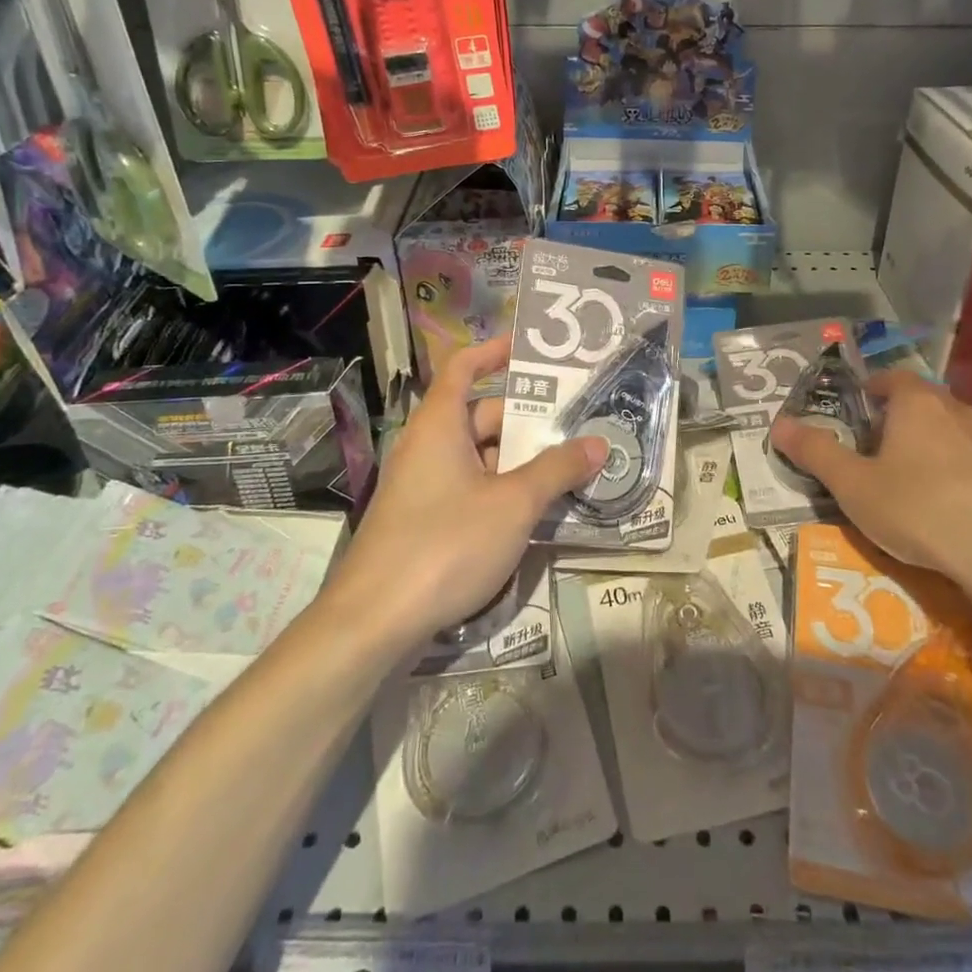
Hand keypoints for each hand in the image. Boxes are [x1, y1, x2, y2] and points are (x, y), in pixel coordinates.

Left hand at [329, 337, 608, 650]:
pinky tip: (535, 510)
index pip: (463, 367)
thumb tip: (598, 443)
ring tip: (569, 465)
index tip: (531, 349)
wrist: (373, 622)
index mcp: (440, 424)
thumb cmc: (445, 544)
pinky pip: (468, 488)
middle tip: (576, 421)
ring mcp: (422, 486)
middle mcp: (427, 446)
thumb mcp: (513, 504)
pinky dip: (501, 489)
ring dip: (519, 459)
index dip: (494, 352)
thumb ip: (557, 470)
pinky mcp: (423, 521)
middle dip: (526, 418)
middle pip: (480, 415)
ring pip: (478, 457)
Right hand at [768, 370, 971, 598]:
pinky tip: (947, 499)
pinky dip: (956, 467)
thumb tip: (777, 424)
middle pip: (922, 401)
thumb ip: (815, 452)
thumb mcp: (852, 485)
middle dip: (899, 417)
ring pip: (951, 428)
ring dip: (930, 441)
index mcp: (916, 403)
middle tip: (876, 445)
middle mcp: (956, 409)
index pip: (891, 378)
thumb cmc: (917, 508)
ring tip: (911, 474)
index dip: (872, 388)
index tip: (859, 407)